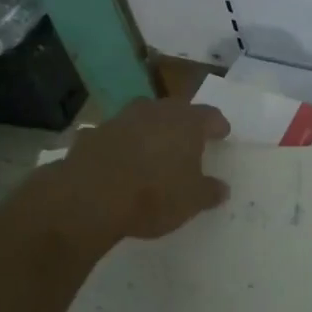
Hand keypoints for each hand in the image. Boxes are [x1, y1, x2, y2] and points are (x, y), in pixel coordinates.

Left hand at [0, 99, 230, 255]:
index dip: (217, 125)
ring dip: (149, 129)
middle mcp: (156, 112)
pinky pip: (114, 135)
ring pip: (142, 117)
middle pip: (175, 110)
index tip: (222, 133)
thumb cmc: (153, 195)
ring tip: (152, 148)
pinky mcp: (93, 134)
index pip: (210, 115)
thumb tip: (222, 189)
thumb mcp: (191, 201)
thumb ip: (209, 192)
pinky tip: (118, 161)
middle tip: (188, 139)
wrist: (89, 198)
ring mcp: (122, 119)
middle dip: (183, 123)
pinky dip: (119, 144)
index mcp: (187, 122)